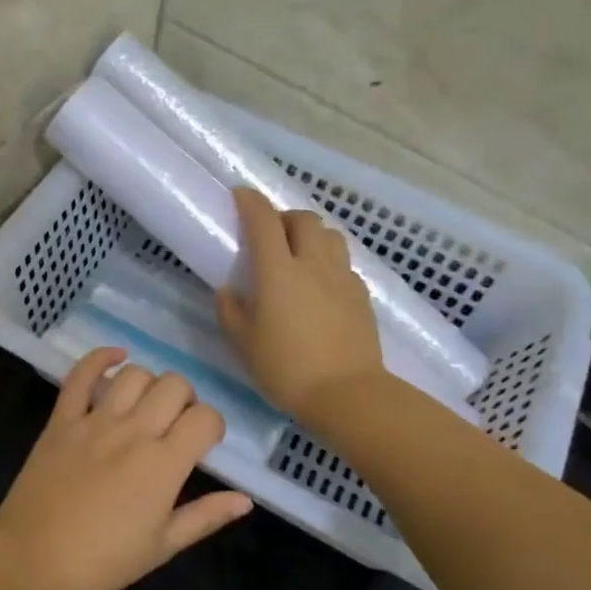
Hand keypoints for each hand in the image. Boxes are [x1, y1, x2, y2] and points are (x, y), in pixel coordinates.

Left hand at [0, 347, 252, 589]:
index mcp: (163, 464)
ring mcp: (94, 421)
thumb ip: (205, 517)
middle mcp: (133, 432)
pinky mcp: (61, 419)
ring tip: (146, 405)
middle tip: (176, 425)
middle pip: (174, 385)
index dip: (213, 425)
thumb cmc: (102, 562)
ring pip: (134, 374)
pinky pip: (80, 375)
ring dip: (149, 383)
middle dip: (186, 399)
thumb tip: (245, 499)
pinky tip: (116, 357)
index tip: (204, 443)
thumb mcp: (162, 547)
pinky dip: (100, 358)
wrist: (31, 559)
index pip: (205, 418)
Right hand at [216, 187, 385, 422]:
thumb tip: (228, 291)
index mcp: (279, 272)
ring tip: (299, 255)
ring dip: (311, 235)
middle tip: (270, 235)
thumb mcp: (244, 343)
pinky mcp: (361, 295)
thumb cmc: (287, 369)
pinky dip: (328, 262)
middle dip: (284, 217)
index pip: (264, 221)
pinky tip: (321, 285)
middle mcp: (313, 264)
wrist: (347, 394)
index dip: (251, 202)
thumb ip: (231, 311)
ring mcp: (342, 277)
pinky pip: (344, 263)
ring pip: (330, 235)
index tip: (240, 195)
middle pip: (303, 219)